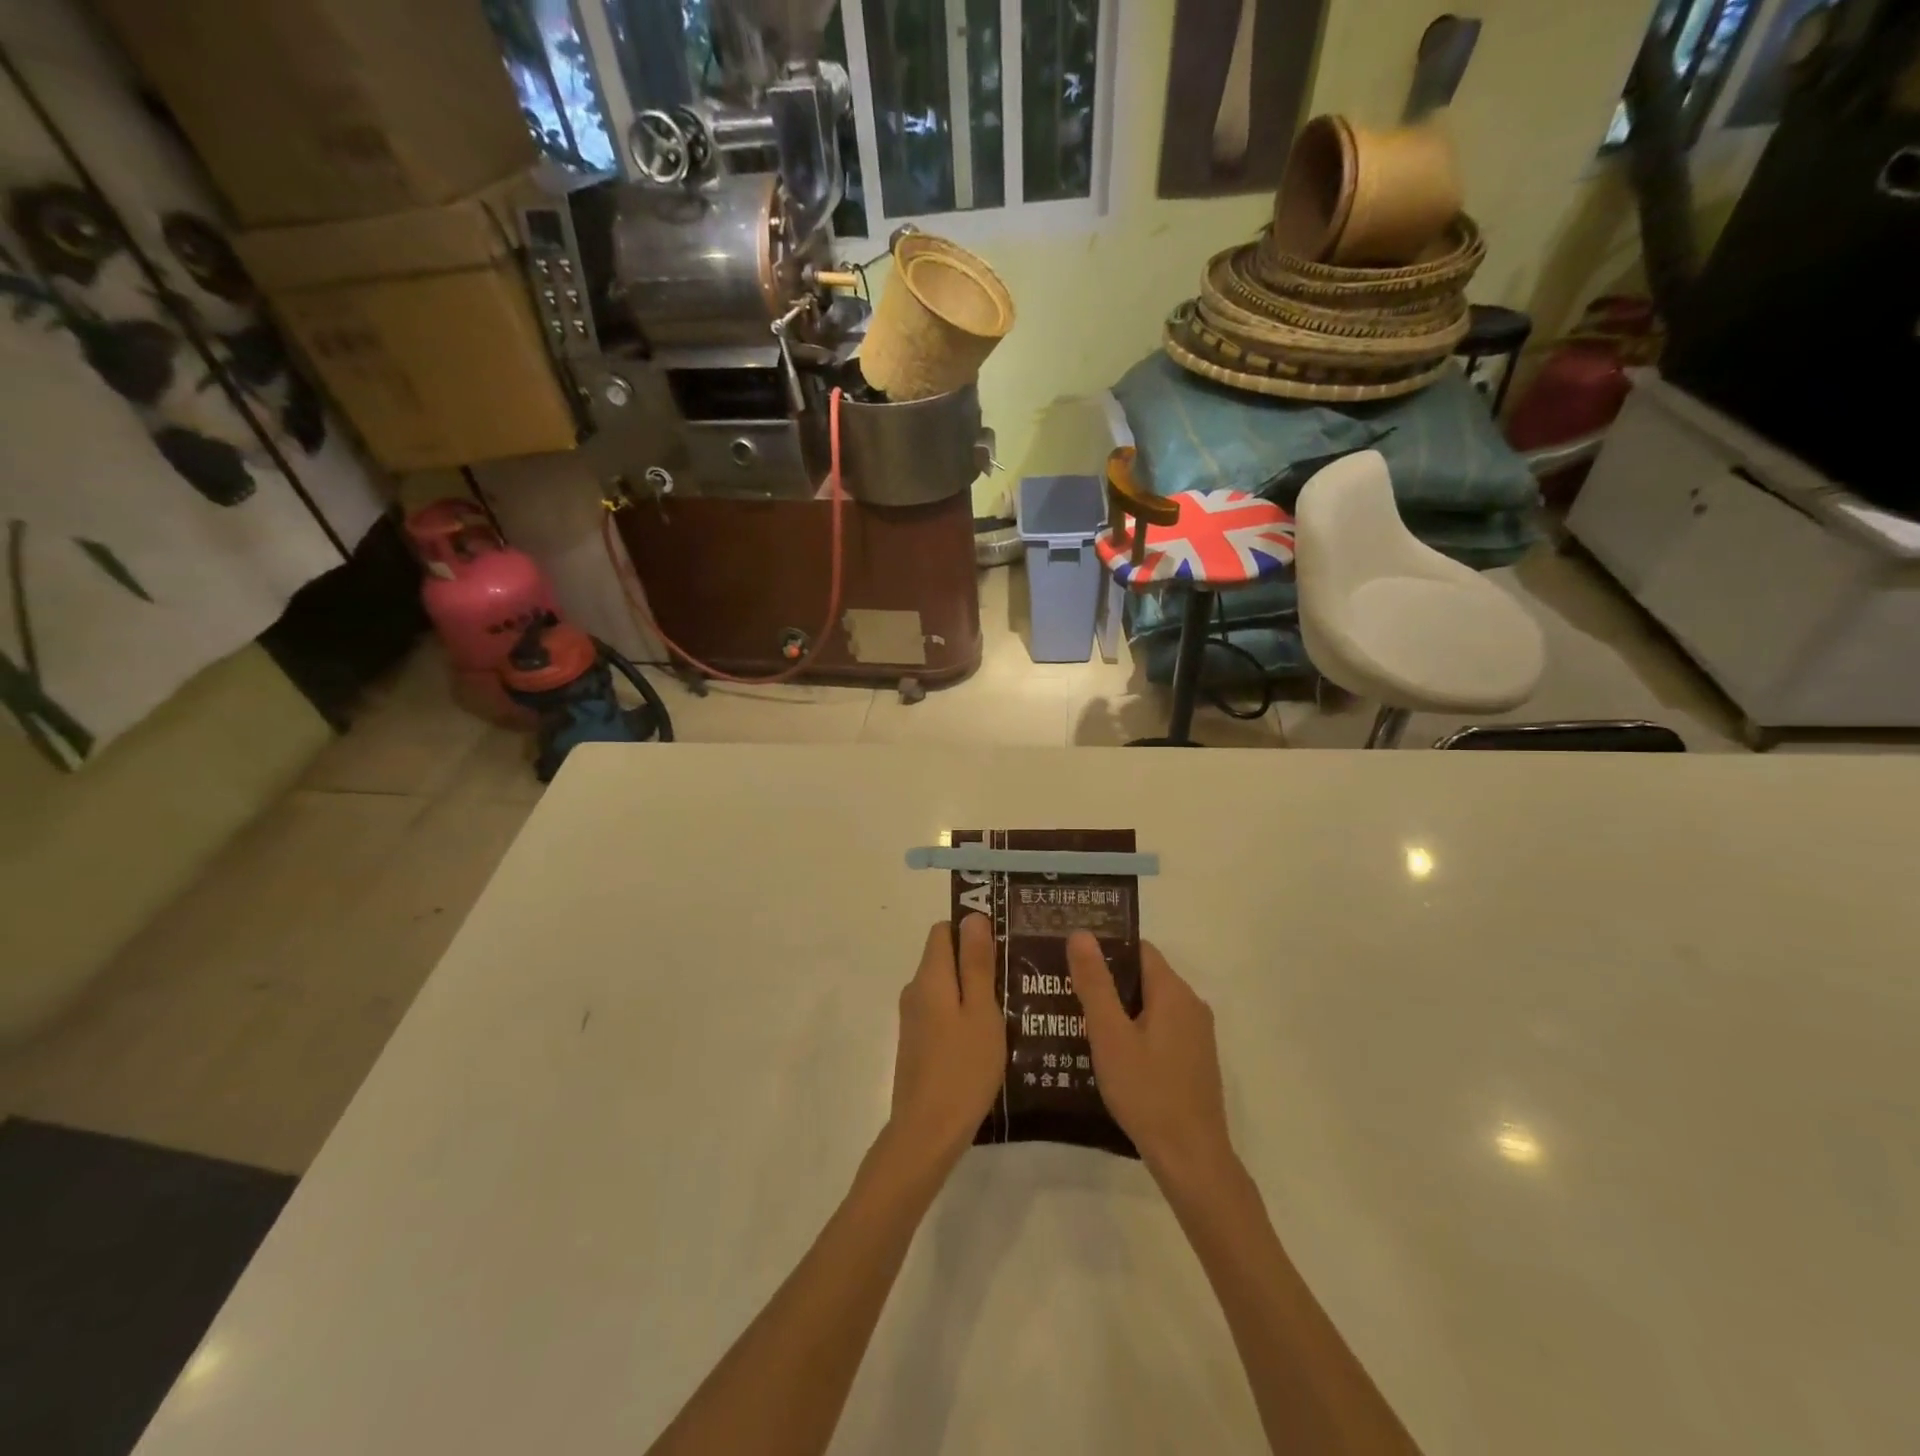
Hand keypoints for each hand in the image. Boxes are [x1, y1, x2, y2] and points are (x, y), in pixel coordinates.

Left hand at [887, 916, 1005, 1168]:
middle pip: (944, 957)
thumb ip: (976, 963)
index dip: (971, 931)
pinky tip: (988, 1036)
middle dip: (976, 961)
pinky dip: (962, 1014)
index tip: (1003, 945)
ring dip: (972, 990)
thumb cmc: (963, 1068)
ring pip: (945, 987)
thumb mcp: (981, 1012)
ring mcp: (913, 1019)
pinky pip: (941, 1011)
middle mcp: (915, 990)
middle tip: (1015, 977)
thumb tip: (973, 916)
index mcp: (929, 977)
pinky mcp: (916, 1043)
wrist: (927, 1132)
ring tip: (1010, 1007)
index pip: (944, 930)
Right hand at [1068, 932, 1235, 1186]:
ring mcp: (1197, 1034)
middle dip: (1108, 980)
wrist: (1192, 1159)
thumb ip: (1095, 983)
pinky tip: (1110, 1053)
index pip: (1138, 949)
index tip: (1072, 957)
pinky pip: (1161, 1029)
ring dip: (1120, 1008)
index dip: (1105, 948)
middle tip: (1067, 989)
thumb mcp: (1110, 1035)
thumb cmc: (1147, 1092)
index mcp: (1173, 991)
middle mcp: (1191, 1004)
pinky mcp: (1195, 1060)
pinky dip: (1136, 1030)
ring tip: (1079, 1019)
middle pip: (1144, 976)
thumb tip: (1081, 933)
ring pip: (1151, 1005)